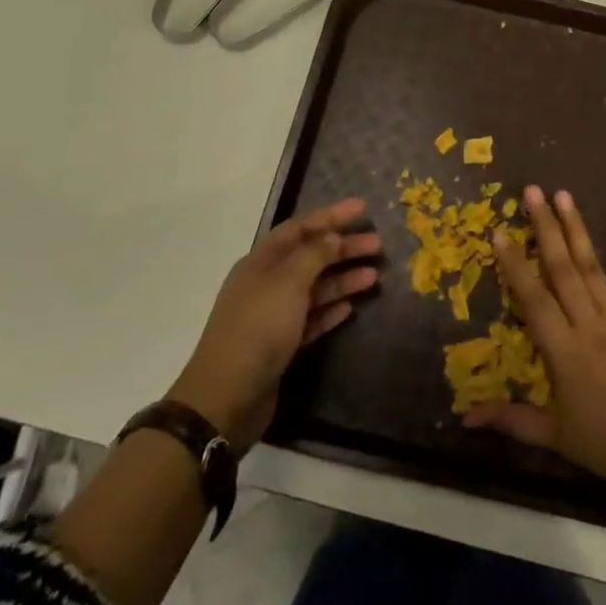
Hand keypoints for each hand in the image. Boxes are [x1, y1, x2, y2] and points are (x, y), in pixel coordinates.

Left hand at [166, 198, 380, 449]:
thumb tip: (332, 236)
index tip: (362, 208)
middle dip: (343, 248)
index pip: (300, 228)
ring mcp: (273, 316)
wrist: (227, 396)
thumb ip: (313, 255)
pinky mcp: (281, 345)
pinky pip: (311, 319)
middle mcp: (267, 284)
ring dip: (343, 279)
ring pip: (314, 288)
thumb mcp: (287, 282)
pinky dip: (331, 310)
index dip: (331, 215)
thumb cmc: (258, 328)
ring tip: (374, 276)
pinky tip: (351, 307)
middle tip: (378, 245)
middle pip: (310, 257)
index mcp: (262, 262)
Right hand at [465, 186, 605, 497]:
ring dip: (576, 229)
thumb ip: (513, 420)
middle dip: (544, 228)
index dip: (514, 265)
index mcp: (564, 351)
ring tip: (563, 195)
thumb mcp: (557, 437)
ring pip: (592, 266)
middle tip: (531, 192)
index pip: (533, 299)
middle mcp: (589, 323)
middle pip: (562, 269)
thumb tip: (466, 417)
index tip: (499, 232)